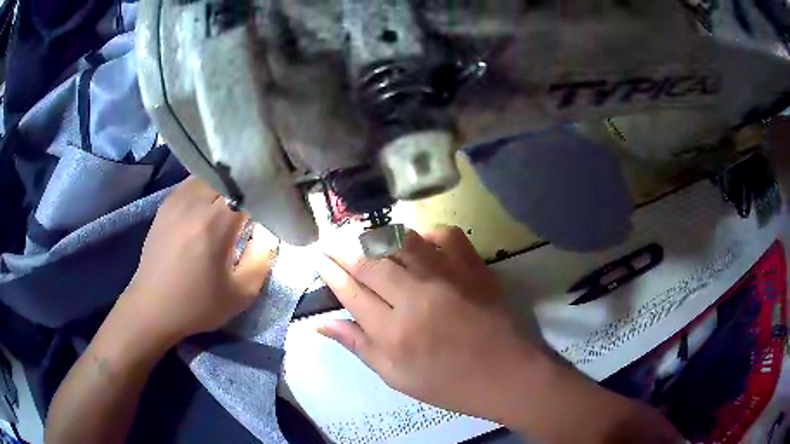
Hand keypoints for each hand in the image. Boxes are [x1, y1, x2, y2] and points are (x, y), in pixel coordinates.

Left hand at [122, 177, 277, 344]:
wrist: (153, 307)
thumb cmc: (197, 304)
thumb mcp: (241, 294)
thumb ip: (261, 258)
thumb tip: (266, 231)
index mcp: (215, 223)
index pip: (248, 189)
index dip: (264, 194)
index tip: (271, 207)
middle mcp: (195, 203)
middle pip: (229, 177)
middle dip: (245, 187)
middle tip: (253, 205)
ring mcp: (177, 200)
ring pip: (210, 175)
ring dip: (225, 185)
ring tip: (231, 203)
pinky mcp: (166, 204)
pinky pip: (193, 183)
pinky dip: (207, 187)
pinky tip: (208, 205)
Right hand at [317, 225, 553, 421]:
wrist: (505, 373)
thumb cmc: (447, 383)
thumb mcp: (396, 376)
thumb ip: (358, 345)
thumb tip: (320, 323)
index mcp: (393, 333)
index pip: (351, 292)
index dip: (331, 272)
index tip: (319, 258)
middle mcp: (416, 298)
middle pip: (370, 264)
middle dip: (344, 250)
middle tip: (331, 242)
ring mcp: (447, 278)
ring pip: (401, 243)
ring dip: (376, 237)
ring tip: (362, 238)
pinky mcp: (472, 266)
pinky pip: (443, 235)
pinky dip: (425, 234)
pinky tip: (417, 243)